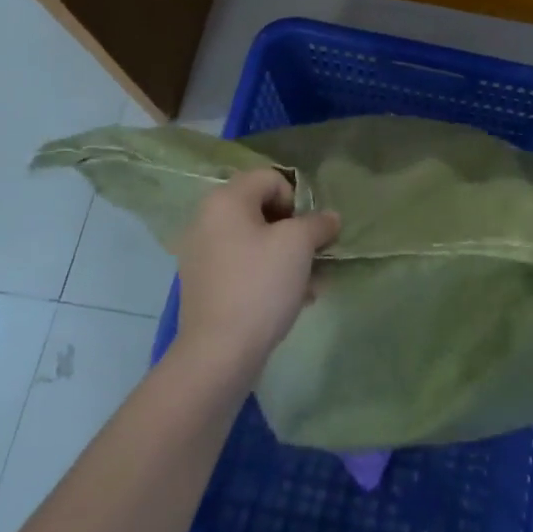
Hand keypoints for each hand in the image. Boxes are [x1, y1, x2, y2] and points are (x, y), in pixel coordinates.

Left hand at [172, 168, 340, 388]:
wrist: (219, 353)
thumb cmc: (260, 285)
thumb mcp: (299, 244)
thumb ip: (319, 223)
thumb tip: (330, 218)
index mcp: (225, 200)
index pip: (271, 178)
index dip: (297, 199)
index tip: (309, 230)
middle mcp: (207, 220)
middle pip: (263, 209)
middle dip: (295, 230)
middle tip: (313, 255)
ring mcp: (202, 254)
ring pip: (256, 241)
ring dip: (286, 256)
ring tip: (309, 283)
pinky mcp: (205, 285)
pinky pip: (244, 266)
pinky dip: (268, 275)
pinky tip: (292, 299)